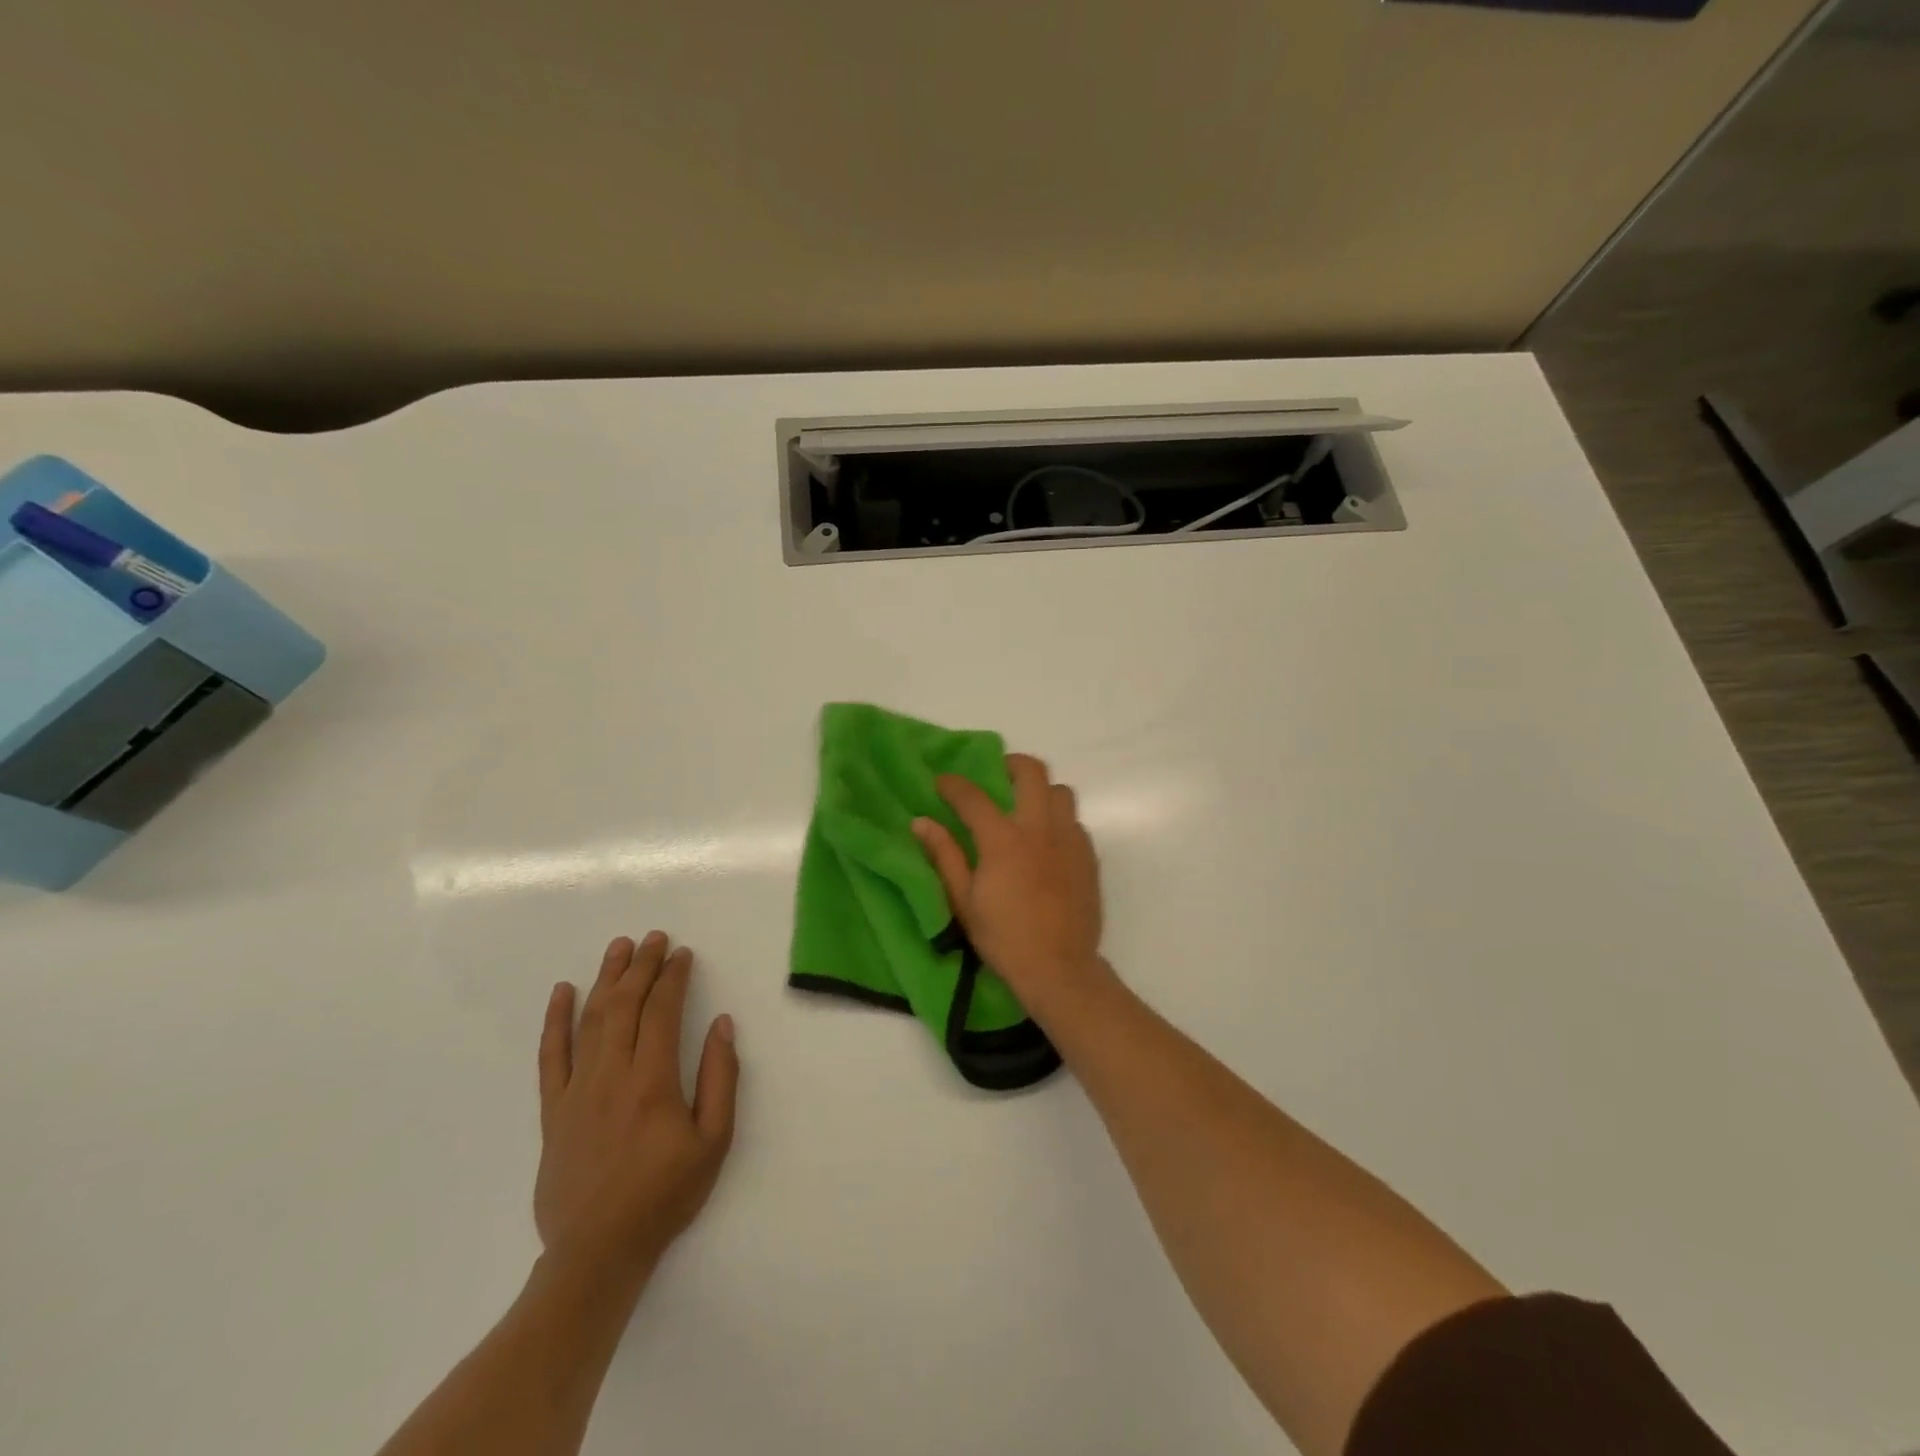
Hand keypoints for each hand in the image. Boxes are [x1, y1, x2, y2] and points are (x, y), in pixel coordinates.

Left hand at [534, 933, 738, 1280]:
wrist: (598, 1252)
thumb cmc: (665, 1195)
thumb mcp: (714, 1141)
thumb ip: (721, 1078)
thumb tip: (722, 1024)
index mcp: (652, 1081)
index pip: (661, 1011)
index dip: (672, 977)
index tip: (682, 954)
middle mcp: (611, 1075)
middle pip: (624, 1005)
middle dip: (641, 966)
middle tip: (654, 938)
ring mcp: (576, 1091)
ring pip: (590, 1020)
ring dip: (605, 979)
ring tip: (618, 948)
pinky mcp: (552, 1111)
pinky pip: (551, 1057)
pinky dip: (556, 1021)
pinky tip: (563, 993)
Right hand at [912, 753, 1111, 1020]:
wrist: (1060, 968)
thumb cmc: (1004, 938)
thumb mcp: (964, 901)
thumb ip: (944, 856)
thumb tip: (921, 822)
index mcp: (1003, 840)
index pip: (973, 797)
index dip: (953, 784)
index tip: (942, 783)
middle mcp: (1039, 828)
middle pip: (1032, 772)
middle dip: (1011, 764)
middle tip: (997, 777)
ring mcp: (1069, 840)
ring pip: (1061, 791)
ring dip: (1041, 791)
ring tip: (1026, 809)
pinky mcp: (1088, 856)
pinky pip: (1075, 822)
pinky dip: (1059, 821)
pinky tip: (1047, 843)